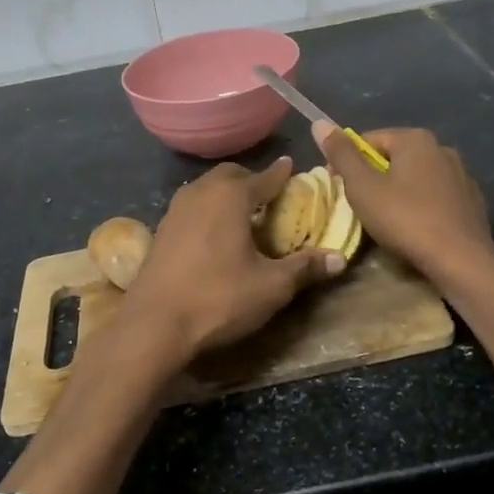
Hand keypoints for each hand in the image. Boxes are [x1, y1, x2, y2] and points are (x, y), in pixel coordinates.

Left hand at [122, 157, 343, 359]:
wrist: (154, 325)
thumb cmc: (218, 298)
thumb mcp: (271, 286)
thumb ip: (305, 268)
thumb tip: (339, 258)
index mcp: (230, 196)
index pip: (264, 177)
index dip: (281, 175)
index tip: (292, 169)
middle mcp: (200, 193)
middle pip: (230, 175)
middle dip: (251, 180)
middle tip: (269, 196)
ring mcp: (174, 211)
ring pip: (206, 190)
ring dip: (226, 195)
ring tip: (243, 214)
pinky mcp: (160, 231)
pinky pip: (191, 208)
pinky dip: (207, 211)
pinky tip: (214, 235)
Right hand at [313, 123, 493, 291]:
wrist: (461, 260)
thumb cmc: (405, 220)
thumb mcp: (363, 188)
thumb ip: (342, 155)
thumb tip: (320, 123)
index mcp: (415, 139)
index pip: (369, 140)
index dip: (348, 162)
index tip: (338, 188)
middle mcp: (442, 148)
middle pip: (395, 157)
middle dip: (375, 177)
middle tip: (360, 206)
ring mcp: (462, 175)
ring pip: (417, 177)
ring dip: (399, 191)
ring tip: (387, 220)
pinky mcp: (472, 200)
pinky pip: (436, 196)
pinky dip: (422, 206)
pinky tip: (416, 228)